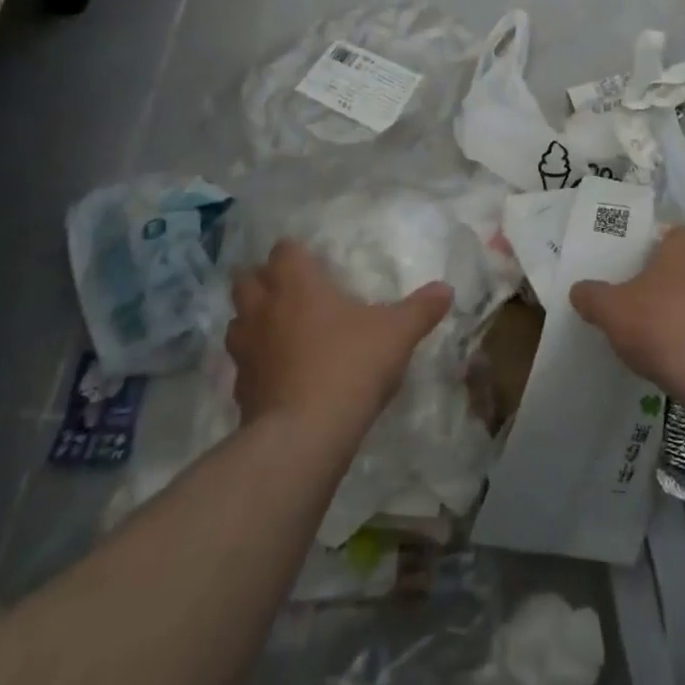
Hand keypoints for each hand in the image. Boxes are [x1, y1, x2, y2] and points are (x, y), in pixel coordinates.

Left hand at [226, 240, 452, 425]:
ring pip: (237, 321)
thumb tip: (446, 288)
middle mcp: (264, 308)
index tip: (312, 262)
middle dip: (262, 281)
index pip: (284, 250)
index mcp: (297, 283)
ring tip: (279, 330)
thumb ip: (421, 309)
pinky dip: (257, 363)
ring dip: (253, 321)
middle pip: (246, 280)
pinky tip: (279, 374)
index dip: (295, 253)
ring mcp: (246, 350)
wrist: (305, 434)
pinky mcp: (240, 389)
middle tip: (289, 291)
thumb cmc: (350, 364)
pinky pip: (243, 364)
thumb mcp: (397, 333)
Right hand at [569, 227, 684, 396]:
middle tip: (638, 307)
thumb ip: (593, 297)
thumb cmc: (665, 325)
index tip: (626, 277)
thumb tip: (578, 290)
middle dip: (664, 285)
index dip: (643, 255)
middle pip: (684, 266)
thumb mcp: (612, 311)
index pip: (663, 236)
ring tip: (660, 338)